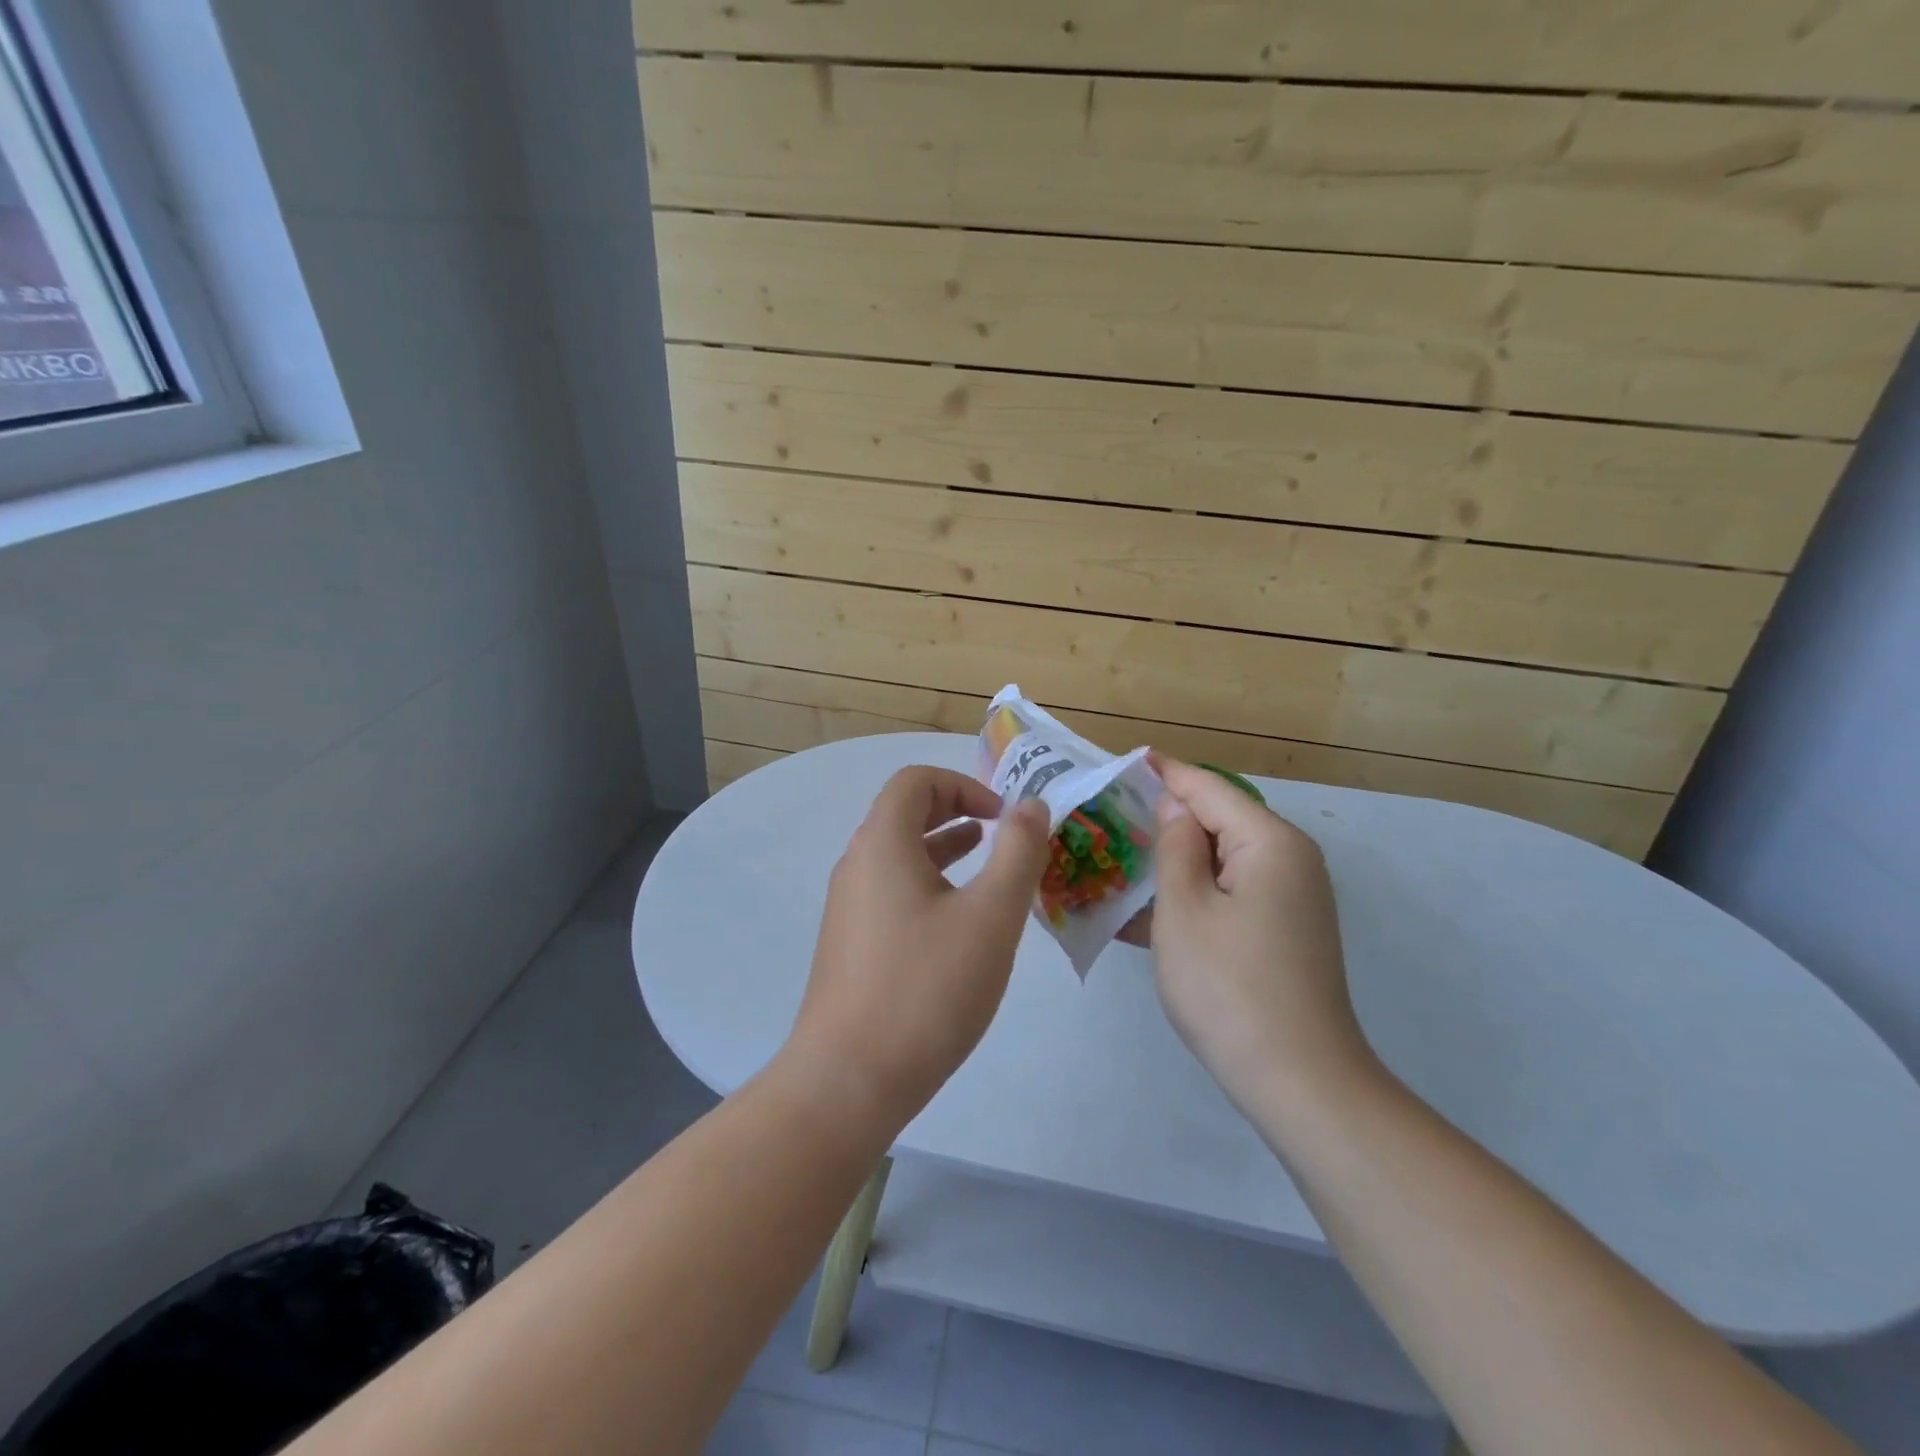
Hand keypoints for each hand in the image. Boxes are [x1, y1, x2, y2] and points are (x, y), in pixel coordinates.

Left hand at [786, 766, 1051, 1124]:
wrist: (849, 1080)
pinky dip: (929, 885)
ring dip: (944, 848)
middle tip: (1000, 834)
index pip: (915, 781)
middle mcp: (857, 865)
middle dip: (956, 811)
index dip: (963, 785)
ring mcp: (849, 907)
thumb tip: (1030, 804)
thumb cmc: (926, 989)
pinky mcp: (851, 944)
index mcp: (883, 844)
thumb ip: (1018, 853)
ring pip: (899, 855)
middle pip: (903, 812)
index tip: (1003, 818)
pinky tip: (959, 923)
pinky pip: (892, 891)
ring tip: (987, 867)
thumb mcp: (990, 916)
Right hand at [1146, 755, 1377, 1115]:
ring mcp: (1290, 900)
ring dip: (1173, 862)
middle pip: (1218, 822)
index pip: (1208, 788)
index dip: (1165, 773)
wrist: (1299, 1082)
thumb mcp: (1184, 909)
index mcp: (1269, 843)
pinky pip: (1230, 896)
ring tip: (1118, 859)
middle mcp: (1289, 861)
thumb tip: (1175, 807)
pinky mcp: (1283, 933)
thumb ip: (1175, 847)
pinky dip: (1192, 896)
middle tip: (1109, 815)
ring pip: (1221, 862)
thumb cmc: (1229, 986)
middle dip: (1165, 818)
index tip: (1125, 760)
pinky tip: (1148, 912)